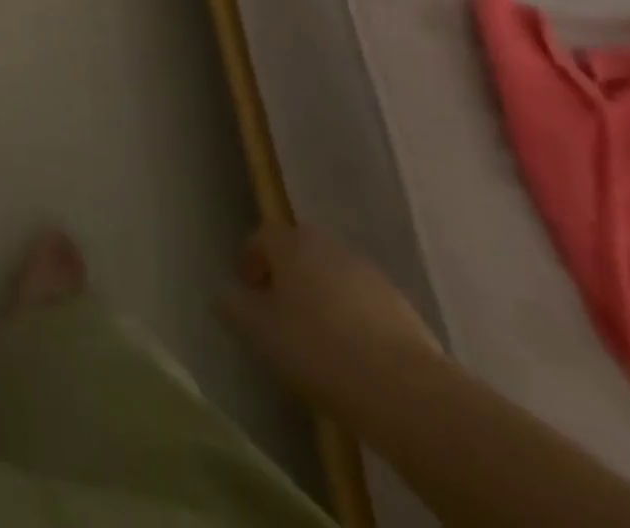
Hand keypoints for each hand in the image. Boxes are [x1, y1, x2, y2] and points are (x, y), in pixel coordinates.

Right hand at [214, 223, 441, 411]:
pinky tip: (351, 357)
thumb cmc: (317, 349)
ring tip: (315, 339)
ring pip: (333, 277)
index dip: (250, 262)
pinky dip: (351, 319)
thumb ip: (233, 307)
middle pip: (300, 252)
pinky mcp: (402, 308)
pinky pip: (363, 304)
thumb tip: (223, 295)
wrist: (405, 391)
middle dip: (286, 276)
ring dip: (320, 297)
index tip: (246, 293)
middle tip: (278, 313)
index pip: (262, 237)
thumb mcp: (257, 331)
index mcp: (292, 242)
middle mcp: (330, 246)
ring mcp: (370, 274)